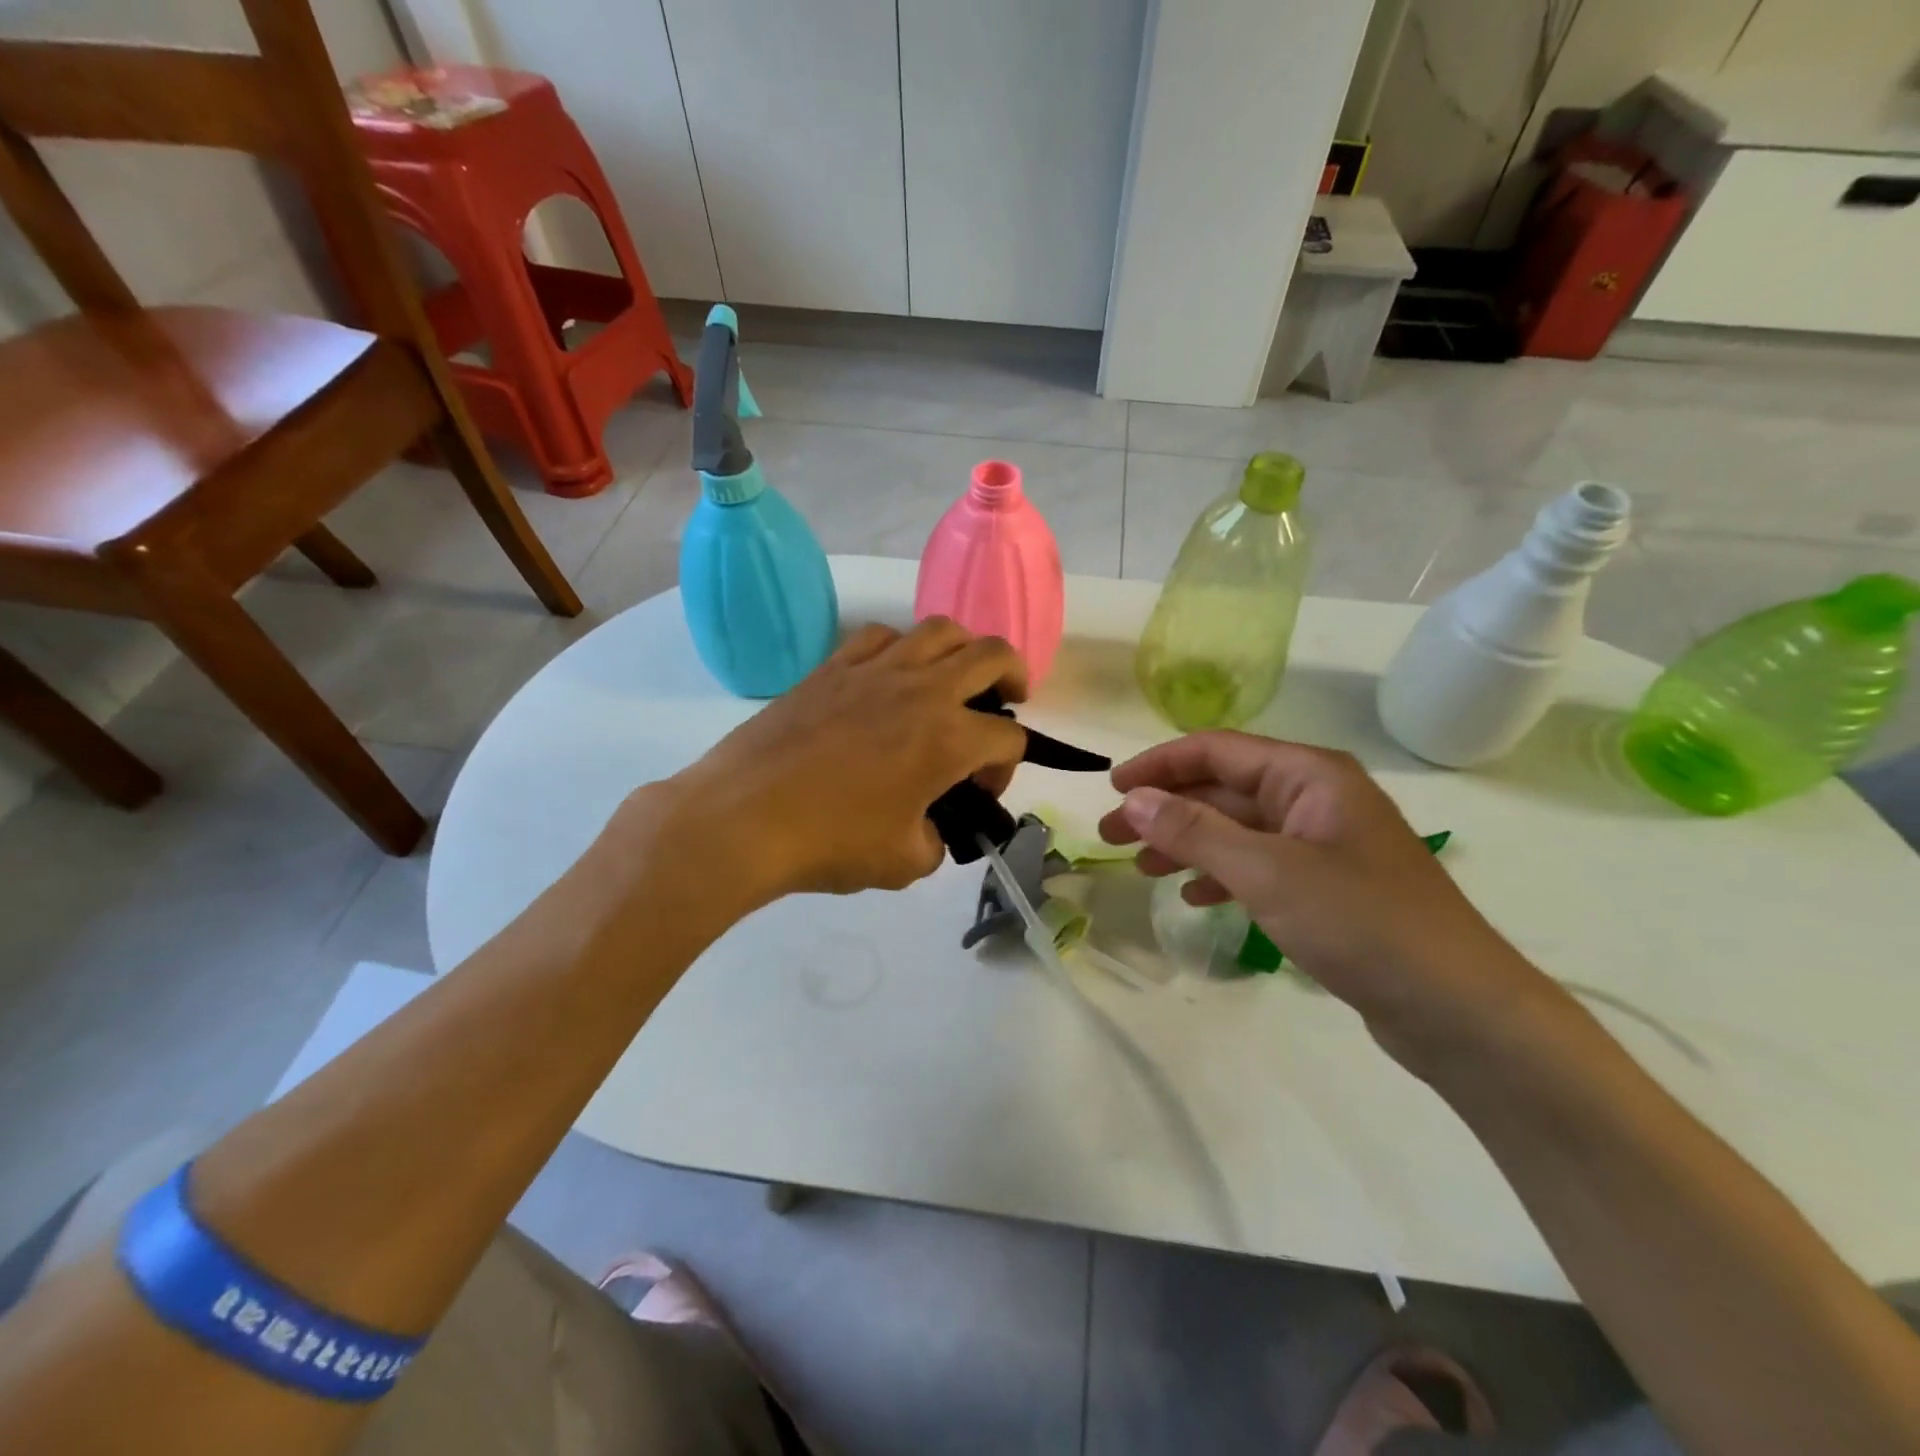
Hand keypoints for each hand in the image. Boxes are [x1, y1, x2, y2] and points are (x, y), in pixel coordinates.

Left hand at [646, 619, 1028, 903]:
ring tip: (955, 675)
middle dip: (1014, 676)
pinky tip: (892, 674)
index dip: (1007, 767)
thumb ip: (934, 842)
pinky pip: (880, 637)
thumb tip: (929, 827)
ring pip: (939, 630)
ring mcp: (875, 670)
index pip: (1008, 737)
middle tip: (1009, 698)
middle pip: (992, 656)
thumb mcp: (902, 863)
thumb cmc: (830, 843)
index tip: (981, 792)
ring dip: (962, 649)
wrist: (744, 818)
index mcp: (949, 738)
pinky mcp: (833, 667)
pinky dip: (900, 648)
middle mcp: (923, 690)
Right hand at [1097, 732, 1561, 1065]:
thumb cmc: (1362, 923)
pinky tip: (1194, 897)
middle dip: (1165, 809)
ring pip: (1236, 829)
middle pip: (1223, 788)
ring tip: (1142, 868)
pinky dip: (1220, 874)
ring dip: (1187, 842)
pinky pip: (1258, 865)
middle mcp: (1315, 798)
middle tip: (1110, 835)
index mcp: (1309, 775)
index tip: (1112, 789)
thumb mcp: (1267, 871)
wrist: (1459, 1010)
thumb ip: (1195, 830)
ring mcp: (1322, 844)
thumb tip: (1133, 799)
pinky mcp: (1326, 887)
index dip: (1159, 765)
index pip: (1216, 750)